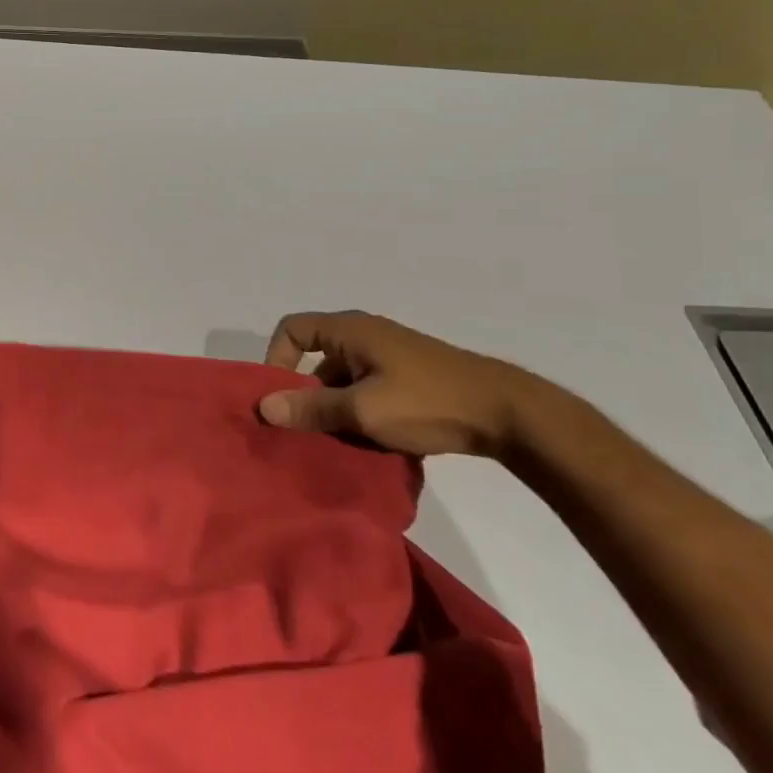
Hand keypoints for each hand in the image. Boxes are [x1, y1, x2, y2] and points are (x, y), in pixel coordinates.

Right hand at [257, 311, 560, 460]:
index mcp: (349, 330)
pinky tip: (371, 443)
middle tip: (306, 430)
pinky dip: (361, 411)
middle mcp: (365, 334)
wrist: (508, 413)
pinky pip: (368, 388)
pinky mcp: (410, 376)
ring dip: (336, 408)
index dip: (277, 359)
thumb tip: (263, 407)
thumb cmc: (428, 402)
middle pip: (316, 358)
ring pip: (344, 378)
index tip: (281, 398)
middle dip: (307, 394)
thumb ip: (312, 409)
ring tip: (340, 444)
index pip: (292, 329)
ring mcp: (390, 355)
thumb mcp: (363, 410)